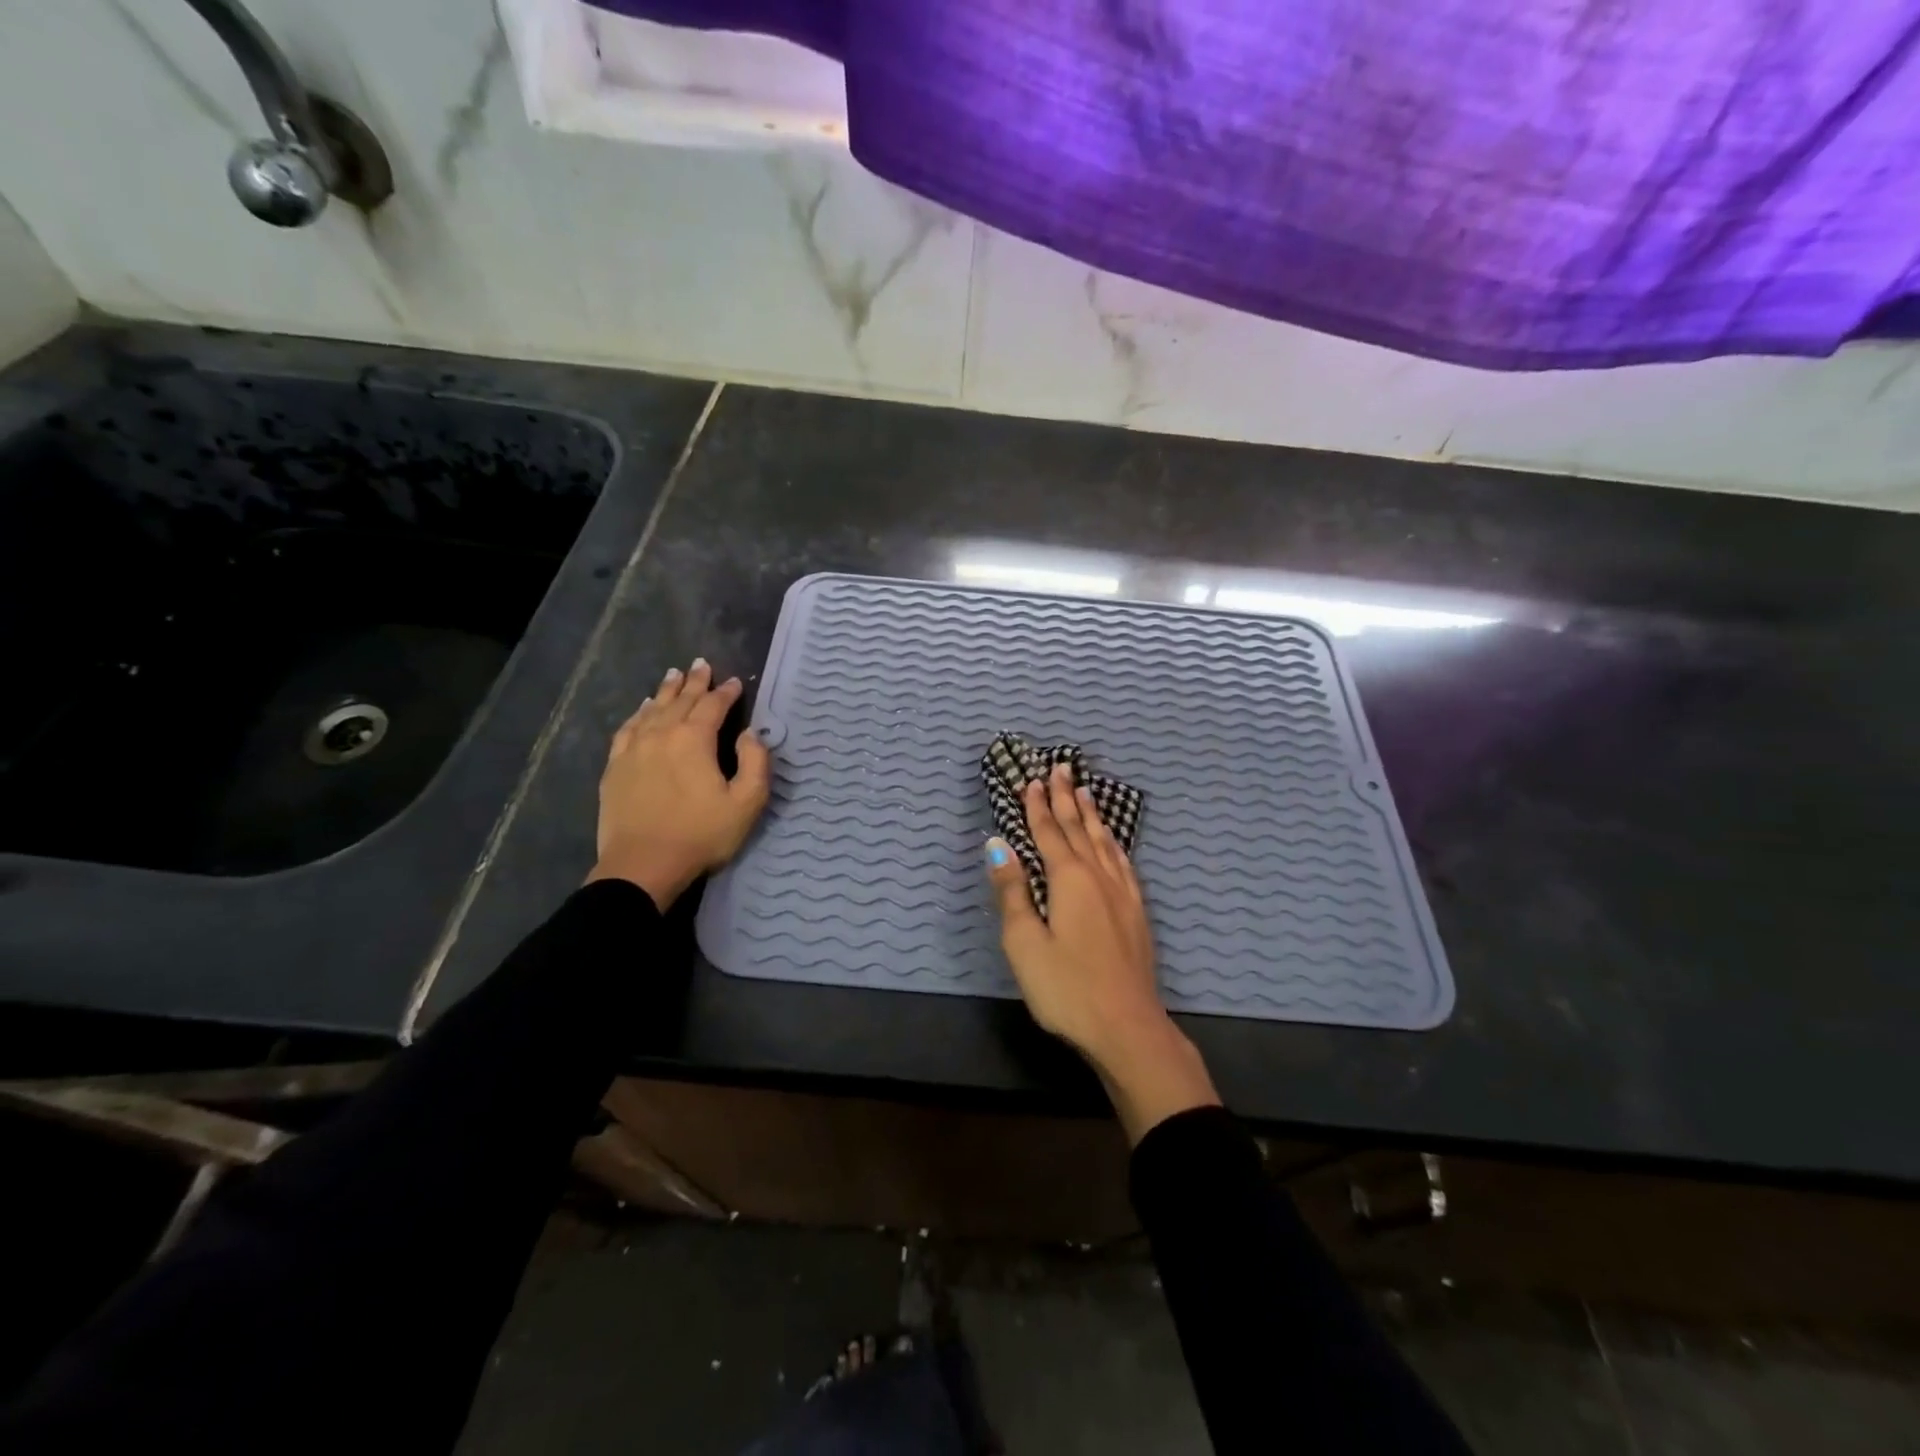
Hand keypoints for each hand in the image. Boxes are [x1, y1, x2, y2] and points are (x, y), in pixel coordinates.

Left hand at [586, 658, 771, 909]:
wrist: (643, 865)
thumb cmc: (701, 835)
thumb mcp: (746, 803)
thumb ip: (755, 763)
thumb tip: (750, 734)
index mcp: (694, 740)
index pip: (713, 705)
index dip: (727, 692)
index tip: (737, 682)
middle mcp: (662, 734)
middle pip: (680, 700)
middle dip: (695, 681)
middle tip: (702, 664)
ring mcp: (634, 749)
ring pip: (652, 709)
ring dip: (666, 690)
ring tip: (674, 674)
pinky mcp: (615, 767)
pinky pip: (628, 729)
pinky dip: (638, 714)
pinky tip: (642, 709)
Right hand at [985, 763, 1219, 1142]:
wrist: (1127, 1028)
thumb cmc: (1066, 988)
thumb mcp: (1025, 943)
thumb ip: (1012, 891)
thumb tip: (997, 844)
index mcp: (1069, 880)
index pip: (1049, 833)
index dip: (1038, 806)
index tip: (1032, 780)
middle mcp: (1099, 877)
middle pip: (1080, 829)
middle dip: (1067, 798)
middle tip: (1062, 768)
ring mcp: (1123, 894)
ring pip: (1105, 842)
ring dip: (1092, 815)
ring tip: (1086, 791)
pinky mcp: (1137, 912)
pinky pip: (1123, 862)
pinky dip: (1113, 843)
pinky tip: (1114, 843)